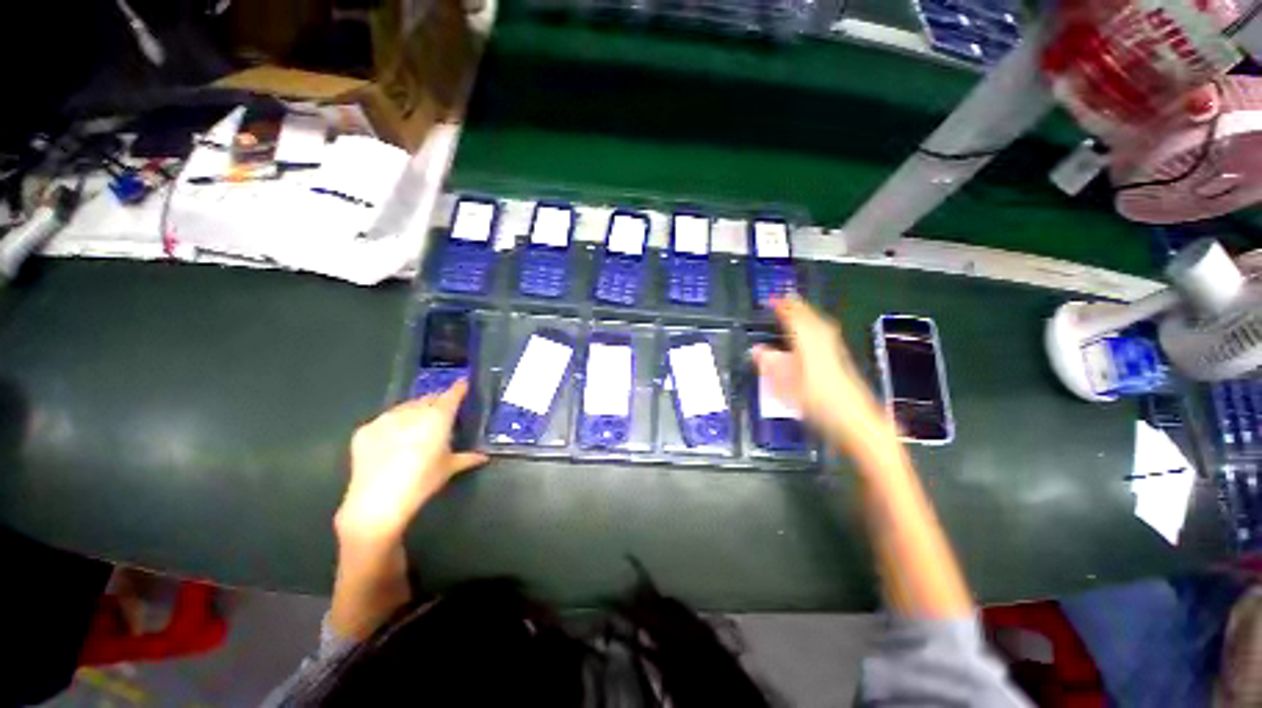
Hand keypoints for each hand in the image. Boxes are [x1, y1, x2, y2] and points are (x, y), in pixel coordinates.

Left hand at [334, 381, 487, 544]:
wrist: (377, 501)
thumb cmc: (422, 481)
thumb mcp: (449, 469)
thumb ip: (467, 458)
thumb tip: (483, 457)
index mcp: (438, 417)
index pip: (452, 395)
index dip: (459, 388)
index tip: (463, 384)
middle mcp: (413, 411)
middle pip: (429, 399)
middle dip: (437, 402)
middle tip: (442, 413)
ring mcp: (386, 418)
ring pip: (405, 407)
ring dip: (415, 411)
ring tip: (417, 427)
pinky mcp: (365, 430)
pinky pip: (384, 420)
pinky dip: (393, 425)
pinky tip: (393, 441)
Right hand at [752, 296, 900, 464]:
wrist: (858, 423)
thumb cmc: (821, 407)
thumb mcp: (788, 390)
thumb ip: (772, 368)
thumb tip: (757, 350)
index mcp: (809, 348)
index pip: (795, 320)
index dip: (783, 308)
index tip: (772, 300)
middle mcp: (824, 345)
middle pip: (811, 318)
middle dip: (797, 307)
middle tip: (784, 299)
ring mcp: (836, 352)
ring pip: (821, 325)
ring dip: (808, 314)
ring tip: (797, 310)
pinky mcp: (842, 361)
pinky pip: (826, 334)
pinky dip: (816, 326)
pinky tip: (814, 333)